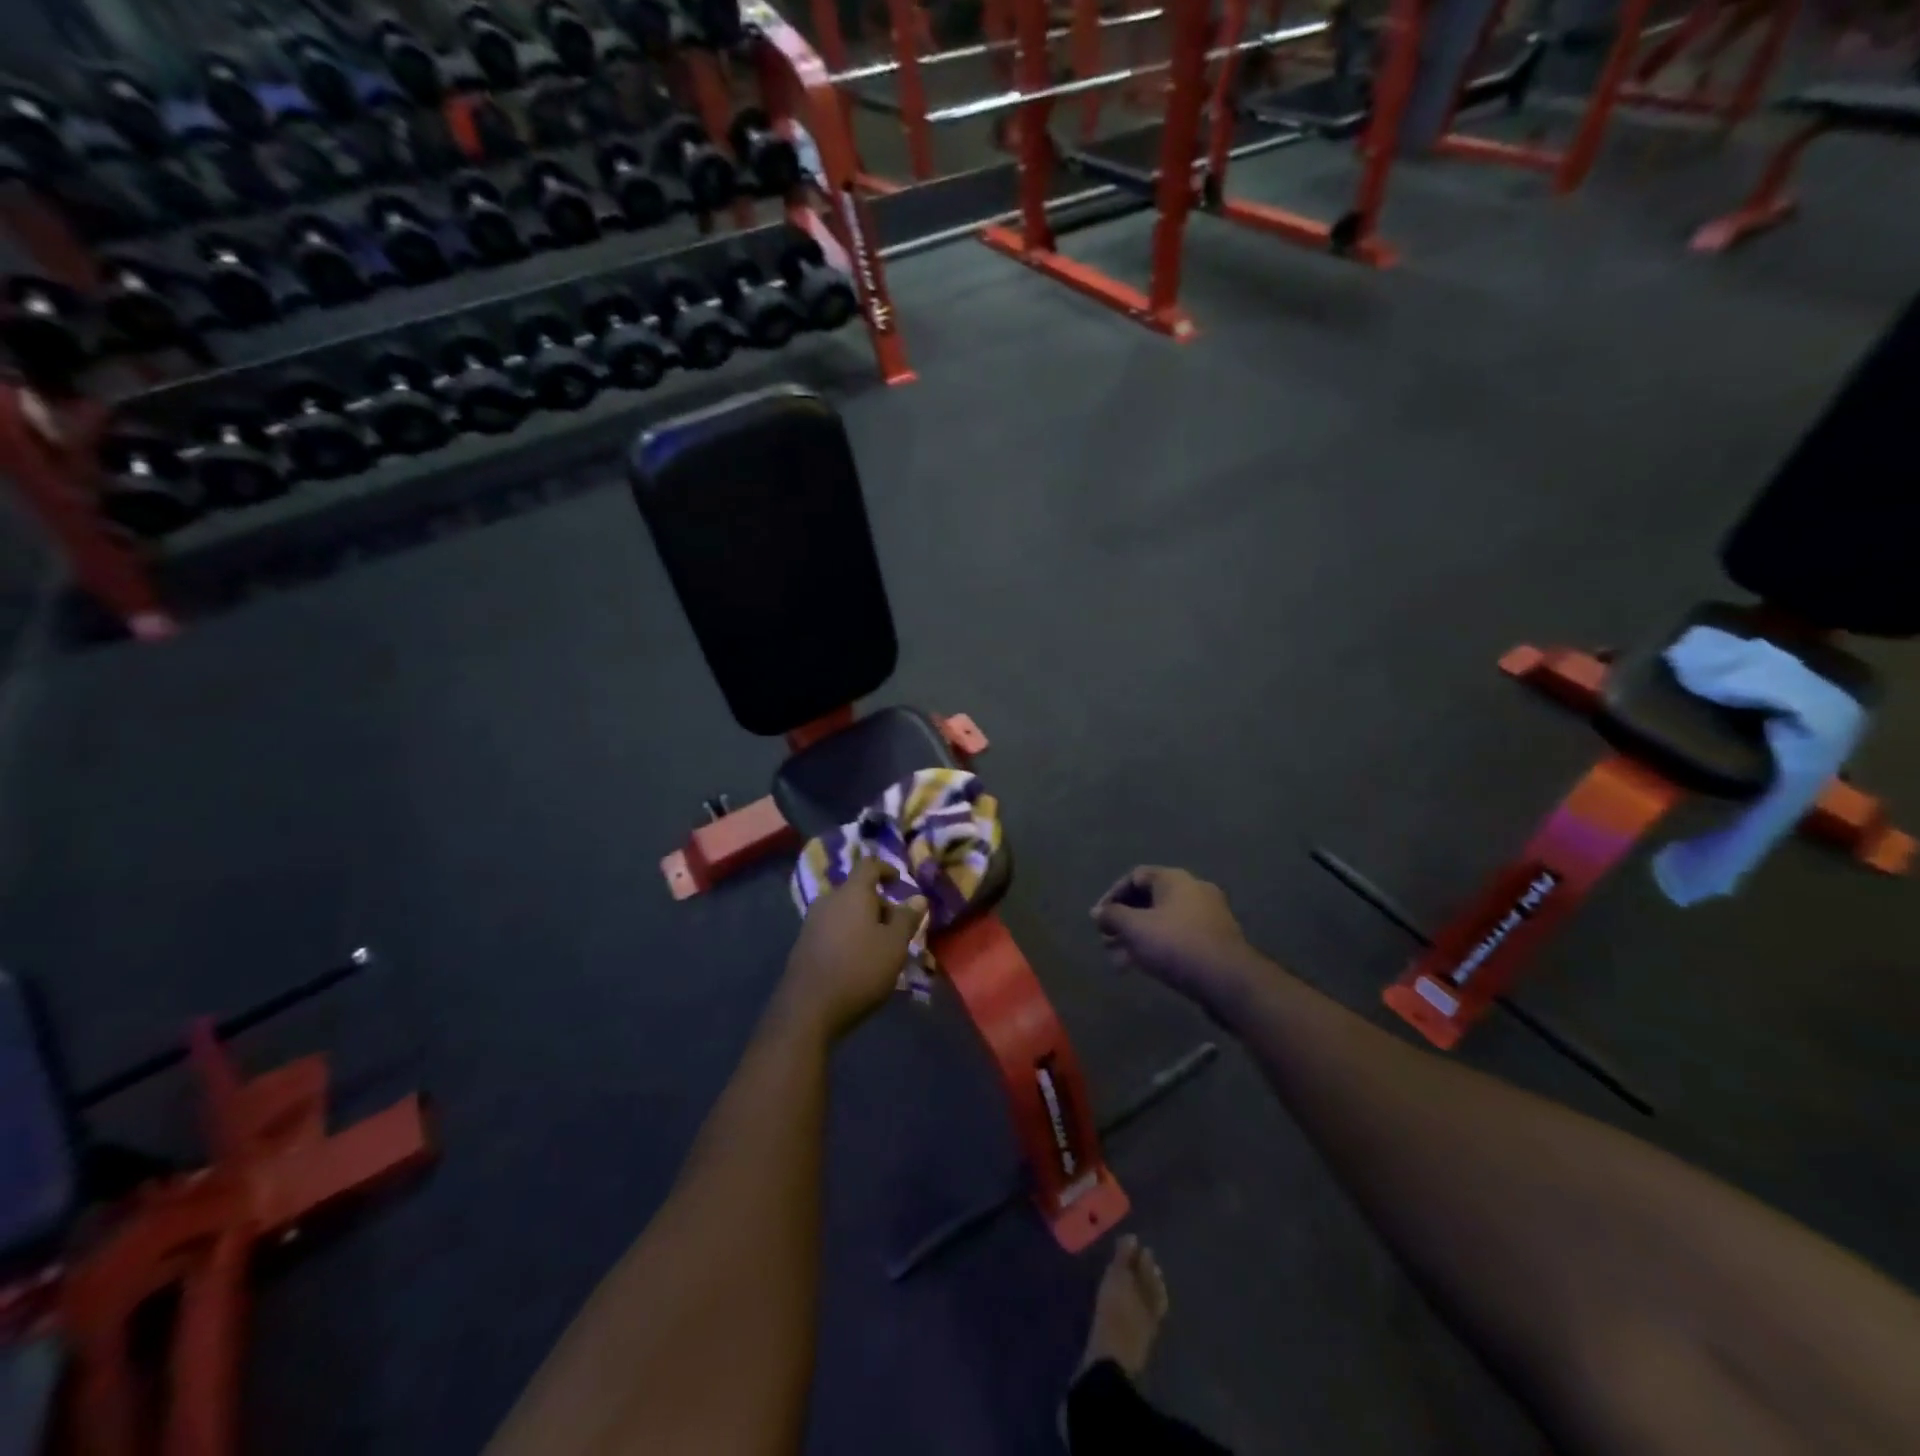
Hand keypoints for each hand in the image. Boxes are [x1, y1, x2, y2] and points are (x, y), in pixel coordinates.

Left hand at [779, 858, 926, 1041]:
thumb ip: (907, 919)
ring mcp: (811, 922)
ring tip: (880, 948)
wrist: (808, 1009)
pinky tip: (857, 961)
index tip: (899, 882)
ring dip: (863, 923)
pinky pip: (832, 929)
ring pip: (844, 912)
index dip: (886, 869)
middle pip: (857, 891)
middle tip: (897, 929)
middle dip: (879, 905)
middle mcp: (828, 900)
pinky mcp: (803, 944)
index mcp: (852, 893)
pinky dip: (848, 936)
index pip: (869, 865)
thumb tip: (918, 898)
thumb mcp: (894, 945)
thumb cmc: (859, 970)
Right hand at [1091, 866, 1256, 1007]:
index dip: (1112, 895)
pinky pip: (1177, 937)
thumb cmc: (1177, 944)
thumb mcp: (1135, 928)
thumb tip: (1097, 912)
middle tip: (1106, 940)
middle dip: (1123, 921)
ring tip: (1117, 960)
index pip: (1135, 877)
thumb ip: (1112, 916)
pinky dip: (1157, 947)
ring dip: (1137, 938)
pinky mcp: (1214, 941)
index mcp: (1174, 879)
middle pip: (1148, 900)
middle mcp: (1193, 891)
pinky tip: (1141, 968)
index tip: (1099, 918)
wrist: (1229, 981)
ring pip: (1162, 922)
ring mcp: (1207, 916)